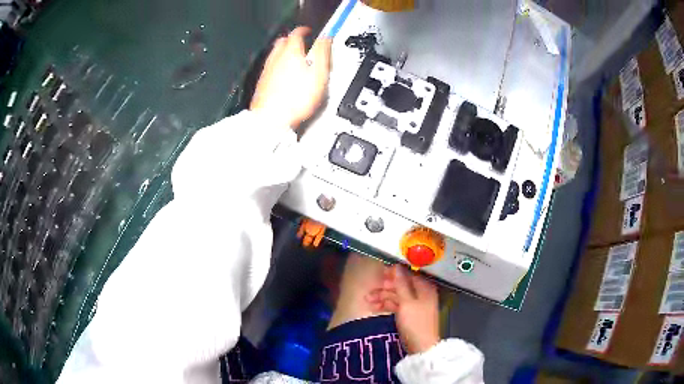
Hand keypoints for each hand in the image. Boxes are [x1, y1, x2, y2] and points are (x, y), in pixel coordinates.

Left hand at [250, 27, 331, 128]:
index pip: (297, 33)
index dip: (304, 31)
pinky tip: (285, 77)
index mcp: (291, 52)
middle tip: (302, 44)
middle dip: (293, 40)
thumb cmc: (295, 99)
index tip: (309, 32)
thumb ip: (322, 53)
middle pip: (283, 42)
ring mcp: (267, 71)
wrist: (272, 120)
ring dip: (285, 53)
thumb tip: (326, 38)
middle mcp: (276, 58)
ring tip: (295, 60)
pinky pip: (271, 68)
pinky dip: (279, 67)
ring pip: (275, 54)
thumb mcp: (318, 74)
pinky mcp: (262, 83)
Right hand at [366, 265, 439, 354]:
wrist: (421, 347)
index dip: (394, 273)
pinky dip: (386, 305)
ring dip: (382, 297)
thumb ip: (401, 283)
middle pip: (401, 286)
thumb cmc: (415, 322)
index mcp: (424, 288)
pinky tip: (374, 307)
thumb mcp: (407, 301)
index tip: (381, 273)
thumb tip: (397, 266)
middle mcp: (421, 294)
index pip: (408, 275)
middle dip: (385, 287)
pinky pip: (396, 306)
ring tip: (368, 299)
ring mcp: (414, 305)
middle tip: (371, 288)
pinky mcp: (409, 315)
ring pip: (397, 296)